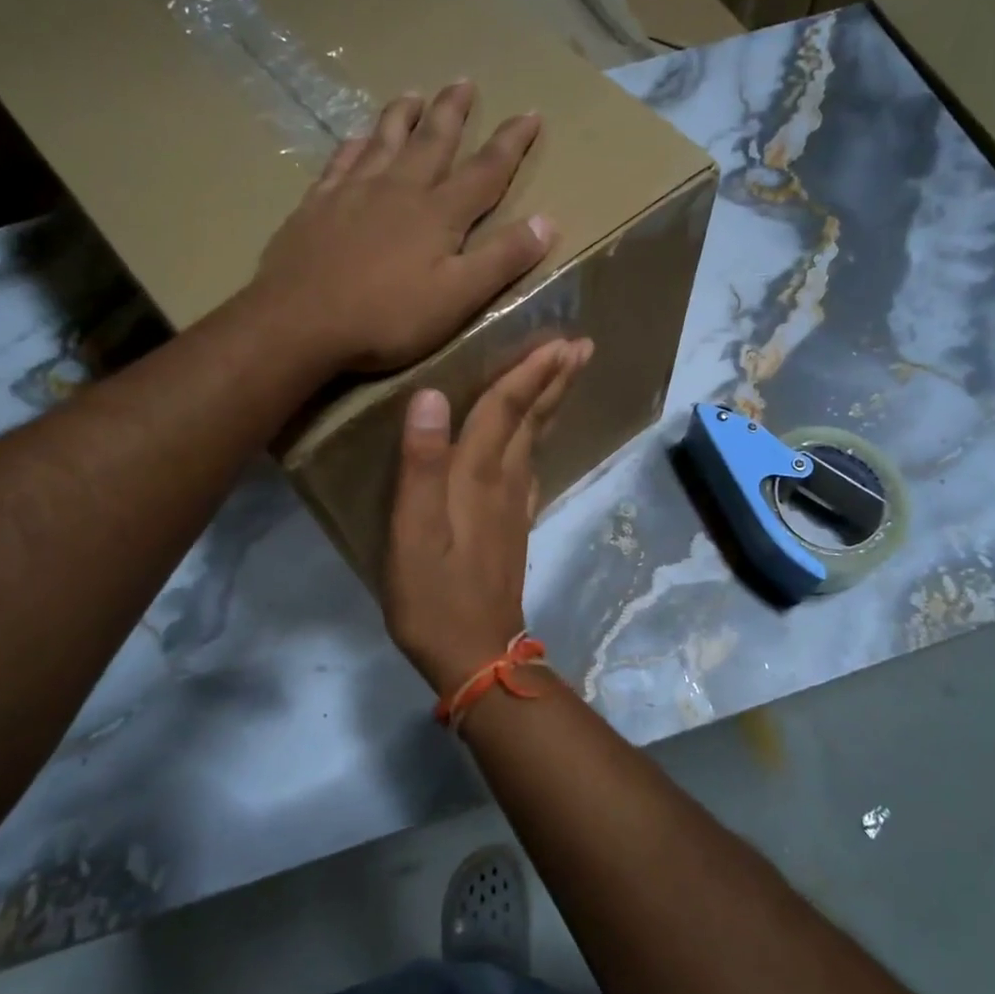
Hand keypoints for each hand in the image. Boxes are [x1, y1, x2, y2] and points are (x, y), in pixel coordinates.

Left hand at [251, 83, 553, 372]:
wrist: (299, 321)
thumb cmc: (386, 317)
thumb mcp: (457, 297)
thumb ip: (501, 260)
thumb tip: (547, 222)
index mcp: (438, 214)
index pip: (485, 171)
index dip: (510, 143)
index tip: (530, 113)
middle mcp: (398, 190)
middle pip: (432, 141)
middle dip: (452, 112)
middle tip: (464, 82)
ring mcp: (353, 193)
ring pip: (384, 141)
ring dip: (402, 117)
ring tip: (413, 94)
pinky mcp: (317, 206)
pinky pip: (341, 162)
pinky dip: (354, 145)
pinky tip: (355, 138)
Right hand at [384, 338, 591, 693]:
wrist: (475, 655)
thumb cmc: (433, 596)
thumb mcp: (412, 533)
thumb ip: (420, 465)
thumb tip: (431, 397)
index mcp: (478, 477)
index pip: (505, 410)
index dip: (529, 372)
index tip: (559, 339)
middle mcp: (504, 483)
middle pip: (533, 420)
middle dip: (555, 380)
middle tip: (582, 345)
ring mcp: (514, 507)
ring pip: (536, 441)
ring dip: (551, 404)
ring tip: (565, 375)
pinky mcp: (513, 527)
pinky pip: (530, 468)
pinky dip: (538, 441)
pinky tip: (535, 441)